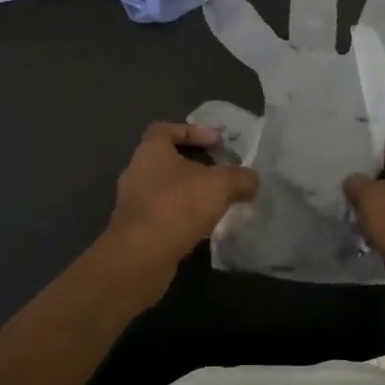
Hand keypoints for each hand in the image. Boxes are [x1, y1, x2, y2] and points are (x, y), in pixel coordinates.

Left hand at [94, 122, 259, 303]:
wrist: (140, 256)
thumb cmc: (178, 205)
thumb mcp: (220, 185)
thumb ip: (240, 178)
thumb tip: (252, 180)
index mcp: (150, 151)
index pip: (166, 129)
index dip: (193, 131)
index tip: (216, 143)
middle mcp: (136, 172)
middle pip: (167, 161)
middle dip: (194, 167)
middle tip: (220, 176)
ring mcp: (132, 203)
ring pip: (164, 190)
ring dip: (188, 194)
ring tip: (215, 204)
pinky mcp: (134, 230)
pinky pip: (161, 215)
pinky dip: (180, 218)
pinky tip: (201, 229)